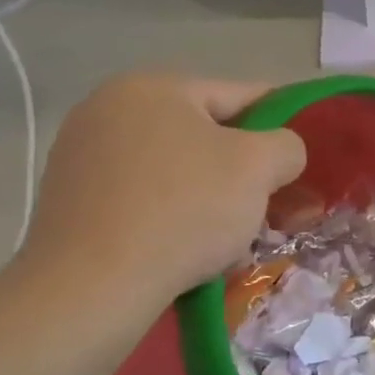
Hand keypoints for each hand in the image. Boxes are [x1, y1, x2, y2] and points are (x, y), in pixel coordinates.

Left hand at [21, 73, 304, 312]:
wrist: (92, 286)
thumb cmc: (184, 210)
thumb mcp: (258, 166)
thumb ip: (287, 146)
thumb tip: (280, 155)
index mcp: (154, 88)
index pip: (241, 95)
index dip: (282, 124)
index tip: (303, 158)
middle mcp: (109, 110)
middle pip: (206, 136)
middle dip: (246, 172)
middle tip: (277, 208)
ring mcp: (83, 157)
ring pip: (178, 172)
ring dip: (215, 199)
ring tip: (240, 239)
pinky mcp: (71, 203)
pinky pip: (145, 201)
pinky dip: (176, 219)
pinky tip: (195, 252)